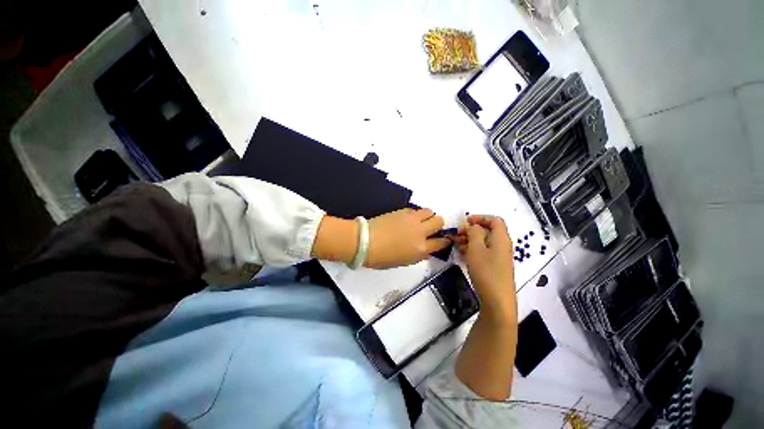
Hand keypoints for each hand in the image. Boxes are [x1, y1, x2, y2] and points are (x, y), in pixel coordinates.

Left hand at [365, 208, 449, 268]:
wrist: (365, 241)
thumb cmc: (382, 257)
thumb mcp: (404, 262)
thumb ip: (418, 254)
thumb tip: (424, 248)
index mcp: (421, 249)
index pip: (441, 243)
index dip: (444, 241)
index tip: (443, 239)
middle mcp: (420, 232)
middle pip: (439, 221)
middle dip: (437, 225)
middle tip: (430, 228)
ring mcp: (412, 219)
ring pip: (430, 211)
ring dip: (428, 216)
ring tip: (420, 221)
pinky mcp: (403, 211)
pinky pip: (415, 210)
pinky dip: (415, 214)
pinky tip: (407, 219)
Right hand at [453, 214, 515, 322]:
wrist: (497, 301)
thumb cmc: (486, 271)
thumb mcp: (476, 248)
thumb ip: (474, 232)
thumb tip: (474, 226)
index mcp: (501, 238)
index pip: (494, 220)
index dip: (480, 217)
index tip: (465, 222)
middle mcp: (502, 245)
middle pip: (487, 230)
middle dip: (471, 230)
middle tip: (457, 235)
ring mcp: (498, 257)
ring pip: (483, 242)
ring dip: (469, 240)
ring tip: (456, 244)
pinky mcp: (494, 266)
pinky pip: (483, 252)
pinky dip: (472, 249)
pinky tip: (462, 254)